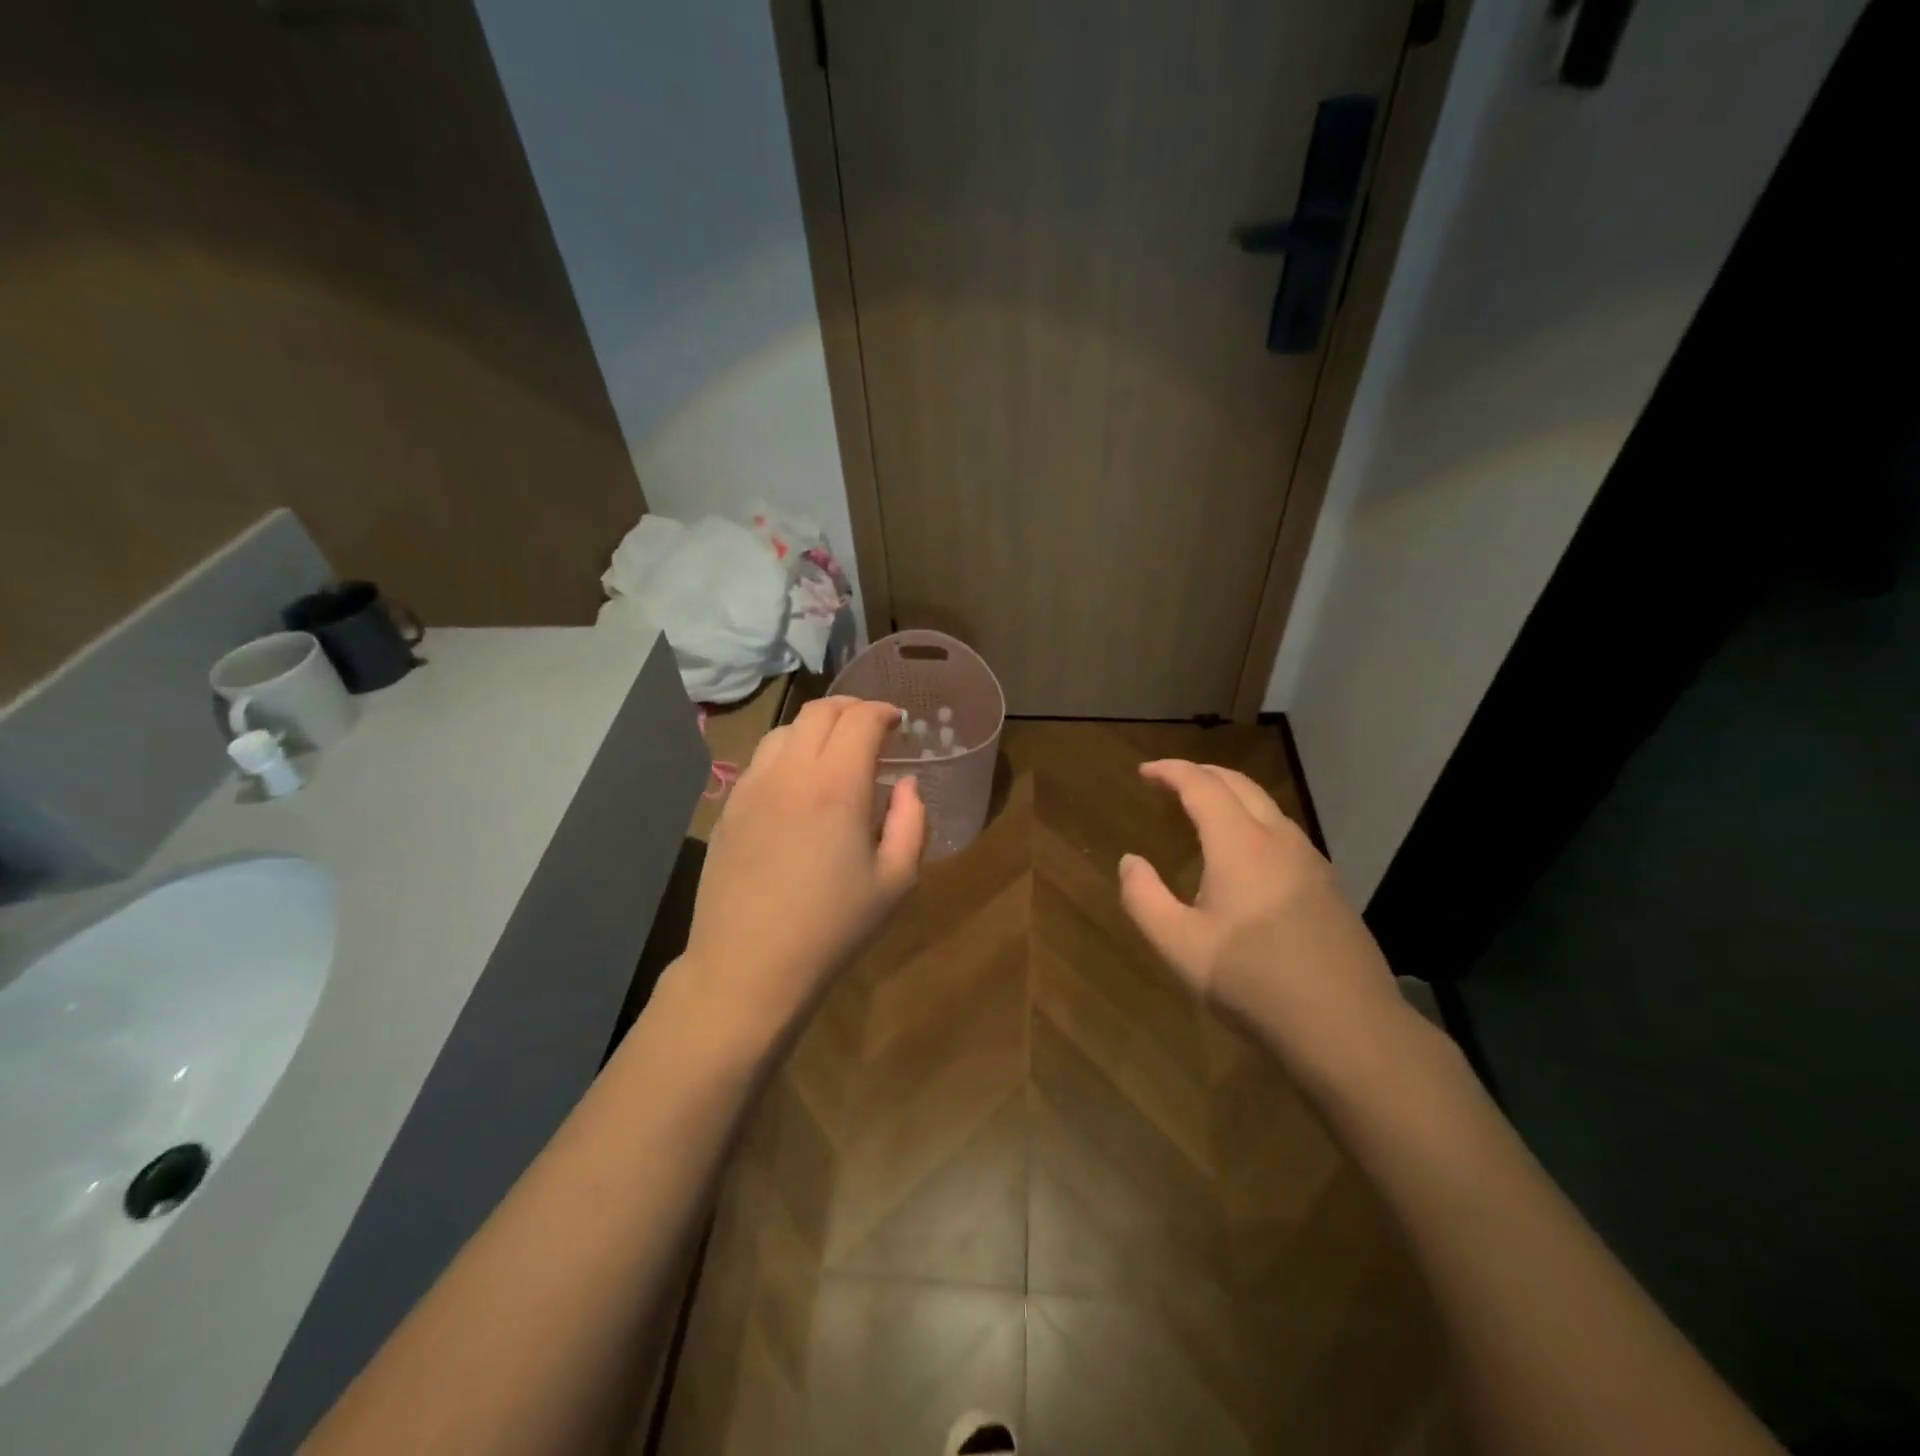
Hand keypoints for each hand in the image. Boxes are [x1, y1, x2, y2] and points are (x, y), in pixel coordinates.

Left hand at [679, 697, 924, 1047]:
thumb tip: (906, 784)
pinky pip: (760, 760)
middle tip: (871, 727)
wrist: (748, 966)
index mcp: (836, 786)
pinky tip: (798, 784)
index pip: (860, 720)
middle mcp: (789, 773)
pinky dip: (787, 752)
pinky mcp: (728, 807)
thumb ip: (912, 822)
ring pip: (784, 730)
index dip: (883, 712)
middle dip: (851, 708)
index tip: (897, 722)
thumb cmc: (832, 928)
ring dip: (816, 727)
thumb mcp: (895, 882)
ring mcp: (751, 787)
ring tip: (834, 752)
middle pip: (818, 712)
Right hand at [1117, 759, 1410, 1087]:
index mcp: (1239, 844)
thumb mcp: (1178, 945)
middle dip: (1201, 774)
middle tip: (1169, 781)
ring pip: (1267, 807)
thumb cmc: (1252, 981)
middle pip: (1238, 784)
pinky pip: (1284, 834)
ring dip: (1230, 796)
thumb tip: (1130, 861)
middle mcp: (1278, 839)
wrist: (1347, 1027)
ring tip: (1203, 812)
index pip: (1201, 785)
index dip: (1170, 771)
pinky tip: (1246, 857)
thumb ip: (1143, 897)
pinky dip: (1253, 822)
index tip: (1144, 772)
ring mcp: (1311, 862)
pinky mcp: (1329, 887)